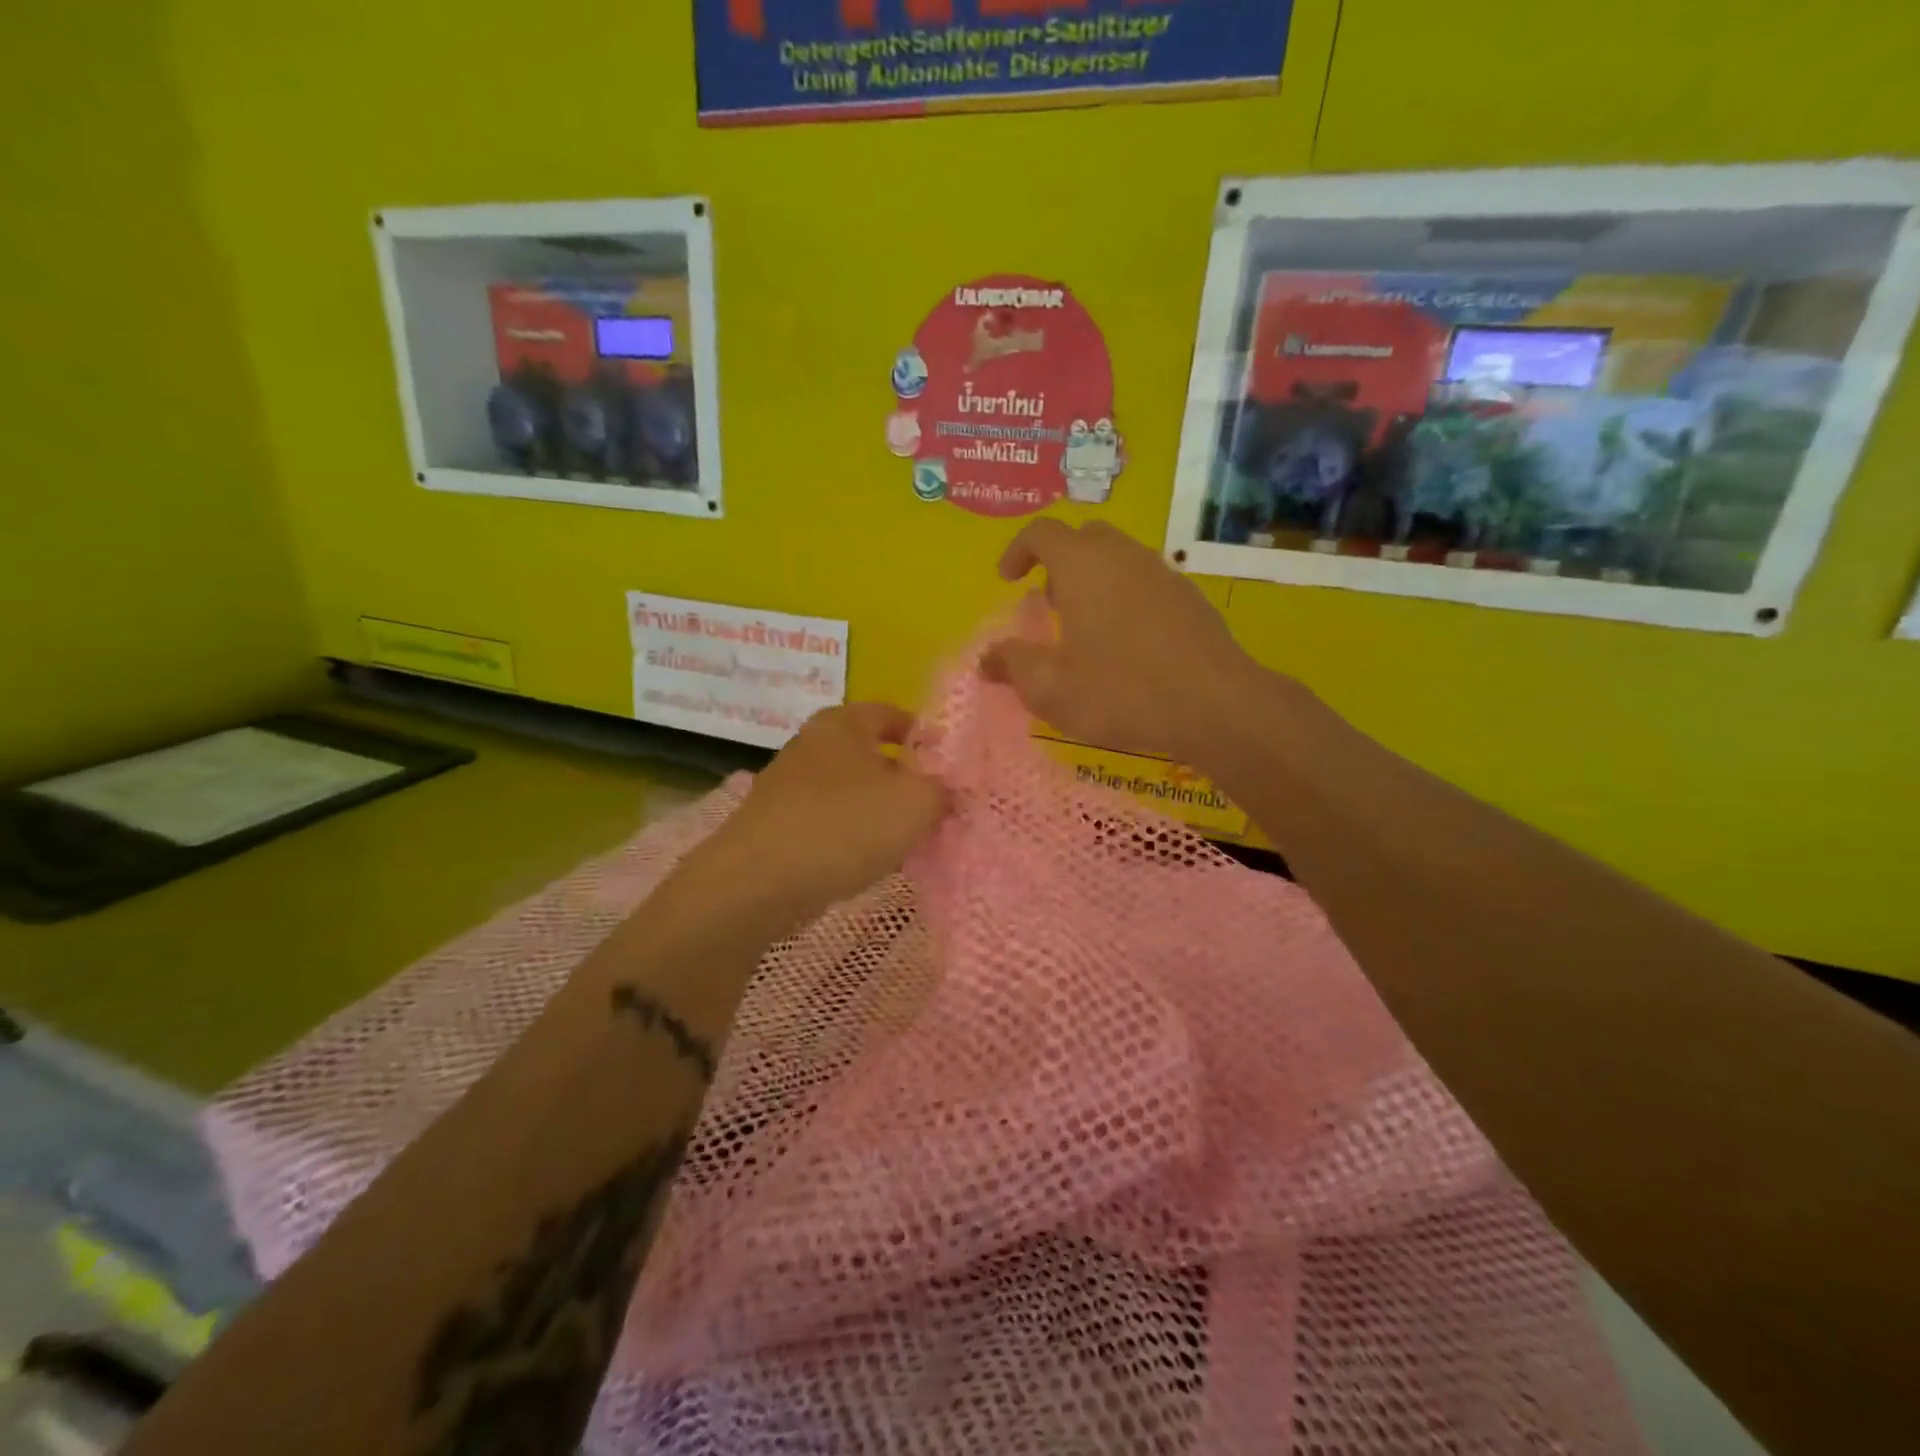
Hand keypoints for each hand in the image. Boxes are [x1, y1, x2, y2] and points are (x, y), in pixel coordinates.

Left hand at [684, 703, 947, 928]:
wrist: (756, 884)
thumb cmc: (843, 826)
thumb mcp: (915, 804)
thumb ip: (942, 790)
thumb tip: (947, 791)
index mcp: (842, 723)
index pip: (891, 713)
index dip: (924, 735)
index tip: (948, 765)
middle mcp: (811, 744)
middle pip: (871, 754)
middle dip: (905, 779)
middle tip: (934, 807)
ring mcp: (789, 786)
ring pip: (851, 791)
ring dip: (879, 812)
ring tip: (906, 841)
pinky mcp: (777, 825)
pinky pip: (829, 822)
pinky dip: (851, 836)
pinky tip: (866, 862)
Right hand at [980, 519, 1259, 764]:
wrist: (1214, 705)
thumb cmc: (1121, 691)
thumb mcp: (1051, 688)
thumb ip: (1012, 666)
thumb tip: (987, 659)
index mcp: (1082, 565)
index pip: (1041, 532)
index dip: (1017, 550)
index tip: (1007, 580)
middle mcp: (1123, 556)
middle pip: (1084, 538)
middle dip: (1058, 564)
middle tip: (1048, 604)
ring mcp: (1162, 574)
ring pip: (1118, 559)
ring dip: (1093, 582)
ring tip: (1084, 629)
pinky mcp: (1189, 598)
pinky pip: (1145, 583)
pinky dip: (1124, 599)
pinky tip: (1126, 645)